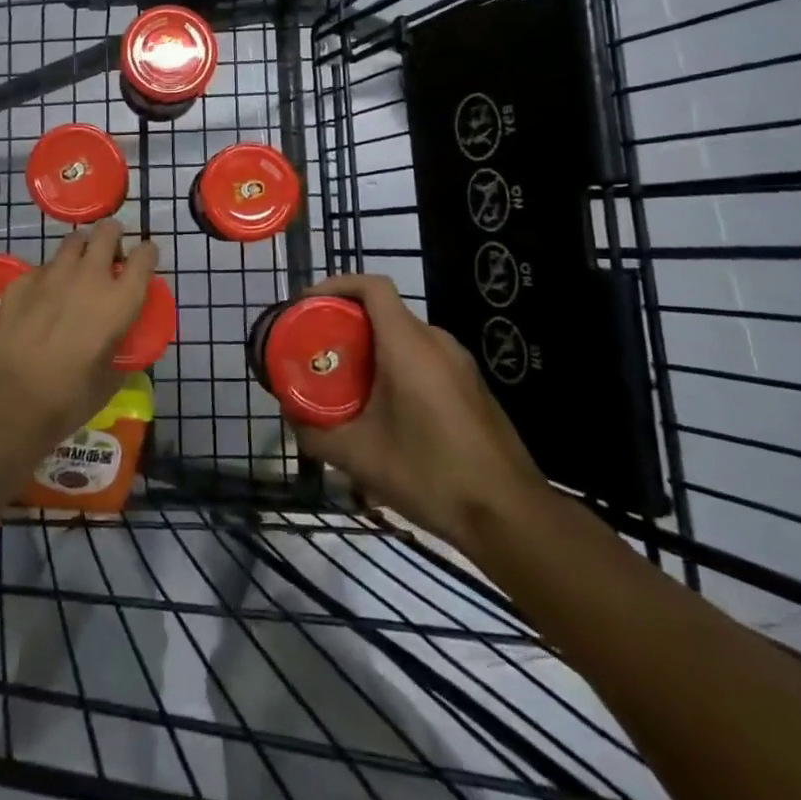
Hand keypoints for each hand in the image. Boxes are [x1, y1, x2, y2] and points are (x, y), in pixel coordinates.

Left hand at [0, 219, 158, 449]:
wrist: (10, 402)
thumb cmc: (69, 398)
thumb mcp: (110, 378)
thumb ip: (119, 351)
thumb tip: (117, 346)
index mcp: (120, 300)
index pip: (145, 255)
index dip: (147, 254)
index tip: (143, 262)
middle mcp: (89, 276)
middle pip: (107, 231)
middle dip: (112, 237)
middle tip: (109, 257)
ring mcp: (52, 275)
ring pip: (73, 241)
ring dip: (80, 251)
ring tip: (76, 272)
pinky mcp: (21, 282)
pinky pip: (41, 268)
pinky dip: (48, 277)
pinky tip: (41, 299)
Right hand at [292, 273, 546, 550]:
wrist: (510, 514)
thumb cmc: (431, 474)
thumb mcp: (360, 457)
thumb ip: (316, 433)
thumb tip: (291, 417)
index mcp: (409, 344)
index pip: (371, 286)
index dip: (336, 285)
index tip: (307, 306)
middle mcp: (436, 341)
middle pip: (384, 311)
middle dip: (346, 322)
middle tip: (317, 349)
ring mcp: (459, 363)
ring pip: (404, 337)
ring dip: (371, 347)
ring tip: (345, 380)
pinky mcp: (471, 386)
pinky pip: (424, 358)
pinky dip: (396, 365)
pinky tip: (384, 408)